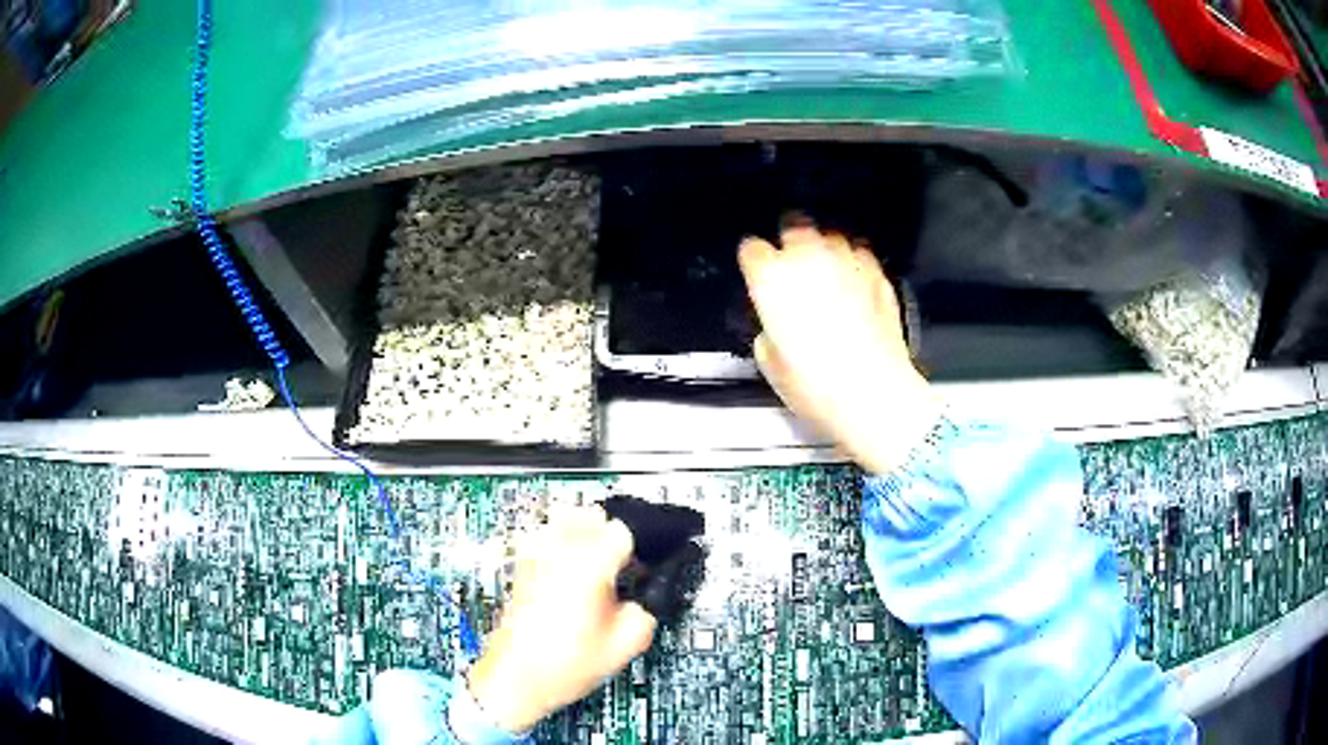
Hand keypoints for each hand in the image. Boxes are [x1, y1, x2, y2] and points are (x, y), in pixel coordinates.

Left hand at [468, 507, 655, 731]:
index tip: (643, 566)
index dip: (640, 548)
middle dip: (610, 534)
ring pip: (563, 519)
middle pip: (590, 515)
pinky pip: (544, 537)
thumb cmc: (566, 664)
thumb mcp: (625, 646)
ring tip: (595, 563)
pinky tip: (569, 571)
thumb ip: (646, 613)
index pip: (622, 530)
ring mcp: (534, 557)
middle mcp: (558, 551)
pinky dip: (560, 543)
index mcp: (588, 565)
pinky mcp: (521, 567)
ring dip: (584, 532)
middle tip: (622, 563)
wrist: (516, 678)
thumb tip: (645, 599)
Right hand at [738, 222, 940, 473]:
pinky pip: (860, 255)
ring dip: (825, 252)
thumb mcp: (772, 364)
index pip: (752, 249)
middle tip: (793, 270)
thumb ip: (768, 329)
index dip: (755, 263)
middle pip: (793, 228)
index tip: (758, 274)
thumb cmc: (817, 384)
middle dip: (791, 244)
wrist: (873, 392)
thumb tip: (775, 327)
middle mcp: (808, 258)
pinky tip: (855, 287)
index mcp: (771, 278)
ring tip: (827, 277)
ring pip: (830, 237)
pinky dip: (854, 265)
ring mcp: (847, 261)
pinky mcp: (877, 273)